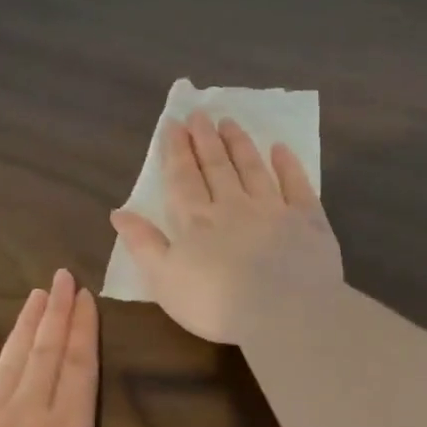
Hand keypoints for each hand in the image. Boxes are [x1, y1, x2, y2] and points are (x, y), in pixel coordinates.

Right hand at [109, 111, 343, 344]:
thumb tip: (119, 212)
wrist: (282, 311)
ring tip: (229, 122)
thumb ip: (143, 244)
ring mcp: (272, 209)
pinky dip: (287, 165)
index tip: (174, 124)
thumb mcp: (164, 280)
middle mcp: (233, 205)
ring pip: (253, 168)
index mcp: (196, 221)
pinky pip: (296, 185)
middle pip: (216, 167)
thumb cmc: (215, 304)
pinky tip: (280, 148)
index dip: (176, 151)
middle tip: (199, 114)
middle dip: (205, 140)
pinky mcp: (307, 220)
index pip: (183, 179)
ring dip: (239, 144)